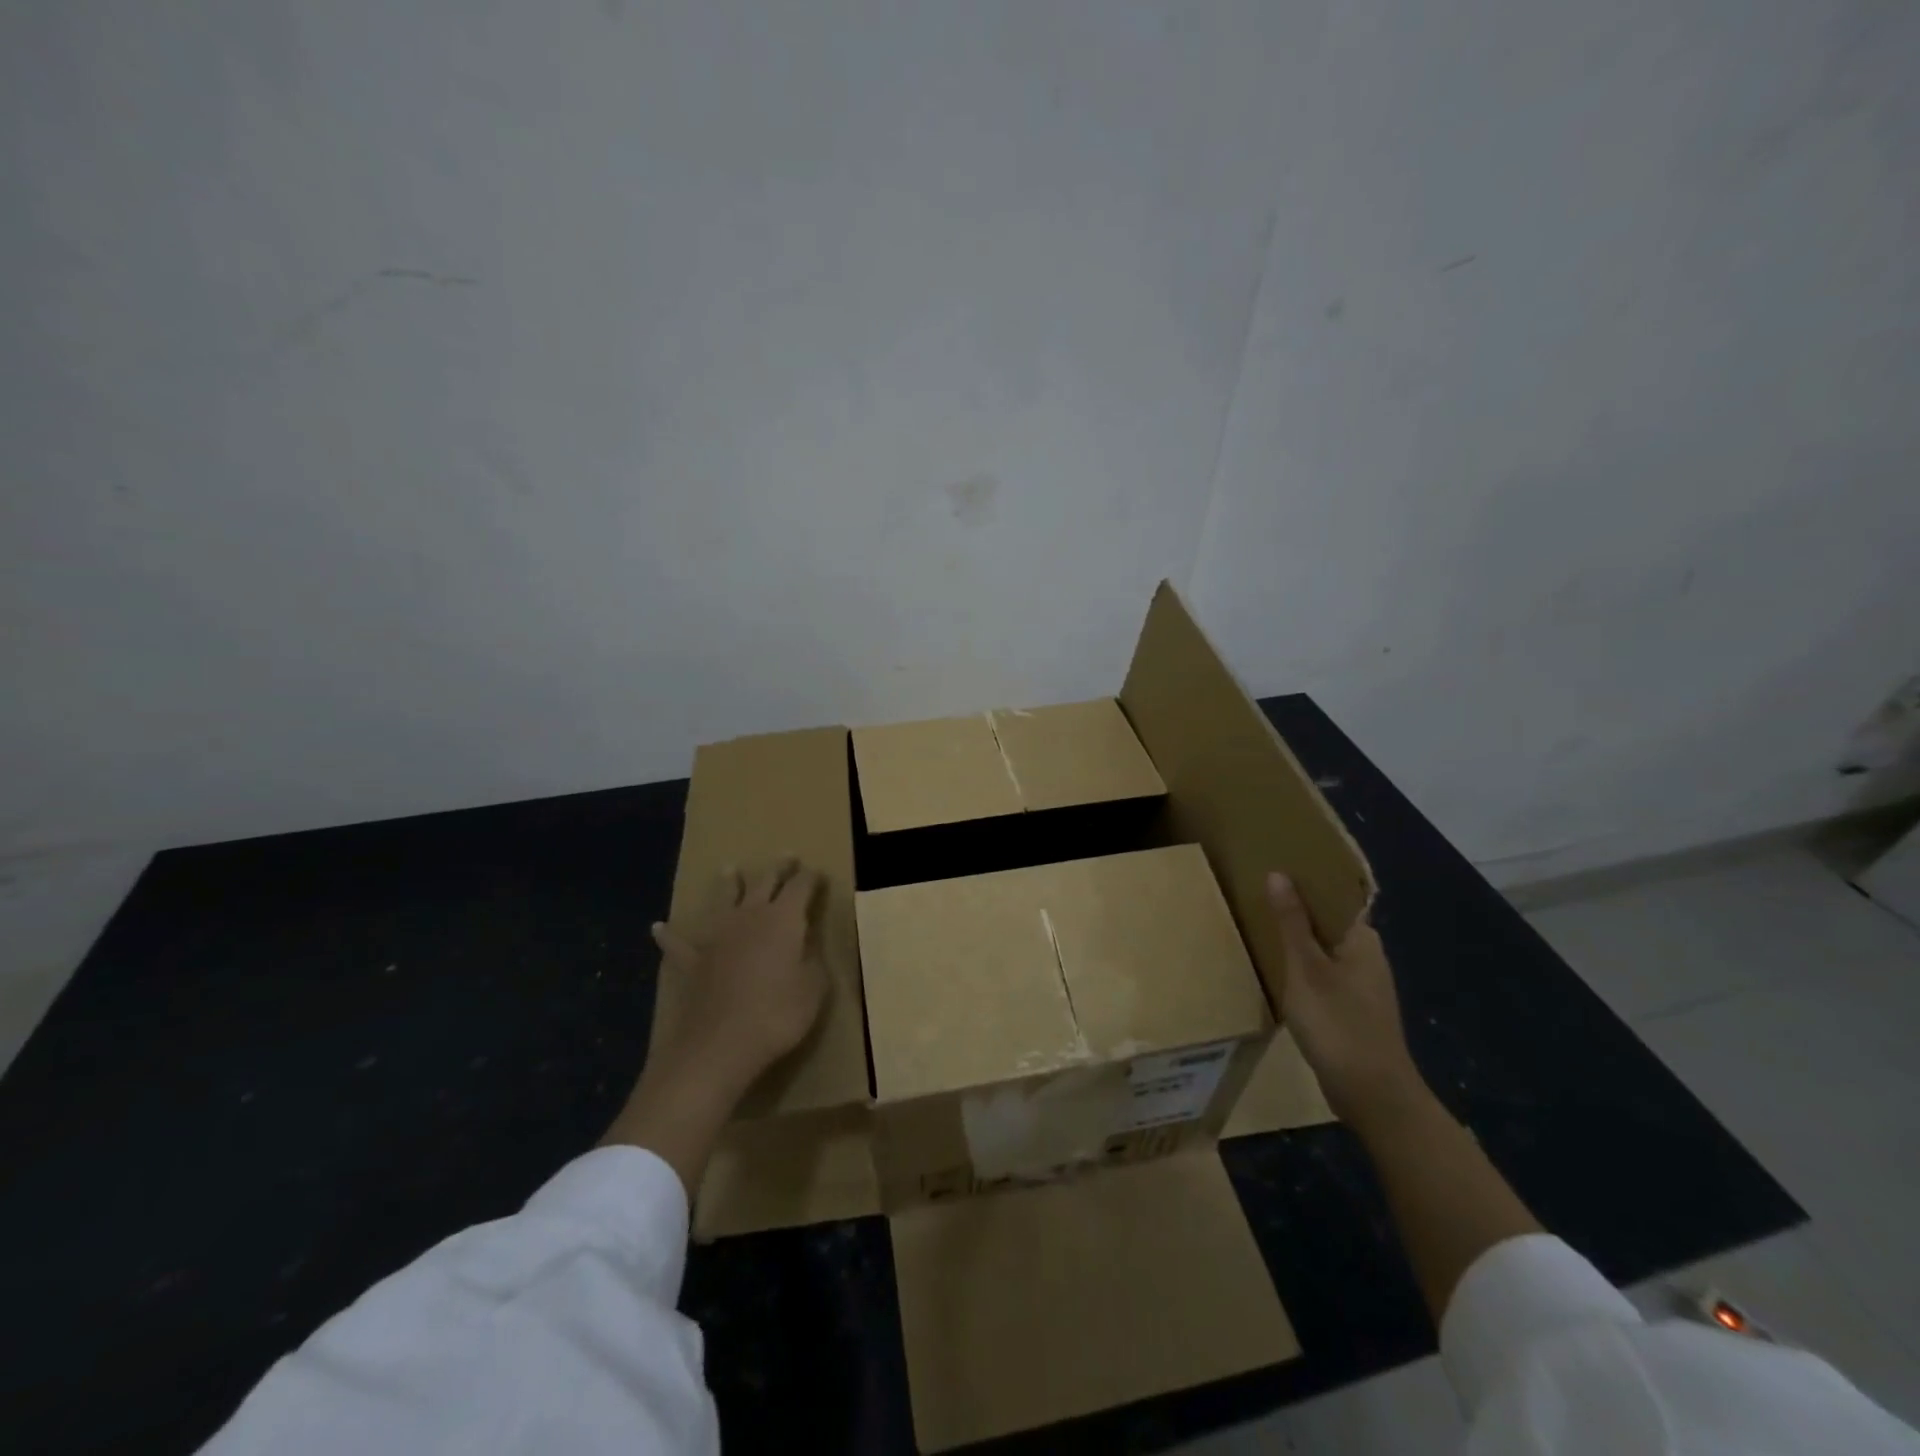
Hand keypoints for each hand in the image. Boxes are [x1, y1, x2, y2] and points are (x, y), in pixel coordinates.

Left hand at [648, 858, 827, 1099]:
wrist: (719, 1045)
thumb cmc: (777, 1014)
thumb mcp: (814, 989)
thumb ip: (813, 961)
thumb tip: (809, 946)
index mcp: (784, 919)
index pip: (801, 887)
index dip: (810, 878)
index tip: (817, 873)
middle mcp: (749, 916)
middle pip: (765, 882)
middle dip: (778, 869)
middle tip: (785, 857)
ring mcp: (717, 936)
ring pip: (723, 899)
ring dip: (728, 883)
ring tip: (729, 869)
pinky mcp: (692, 960)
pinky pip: (678, 942)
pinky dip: (670, 934)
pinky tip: (659, 928)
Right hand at [1265, 872, 1423, 1126]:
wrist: (1372, 1094)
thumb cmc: (1338, 1023)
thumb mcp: (1305, 969)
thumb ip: (1291, 923)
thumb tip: (1279, 874)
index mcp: (1362, 939)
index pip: (1337, 895)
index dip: (1310, 879)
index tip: (1277, 865)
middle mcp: (1368, 955)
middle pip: (1330, 920)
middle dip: (1299, 906)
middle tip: (1259, 892)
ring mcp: (1363, 985)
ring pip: (1326, 947)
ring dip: (1299, 937)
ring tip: (1262, 924)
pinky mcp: (1354, 1008)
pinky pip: (1325, 972)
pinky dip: (1304, 965)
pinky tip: (1279, 969)